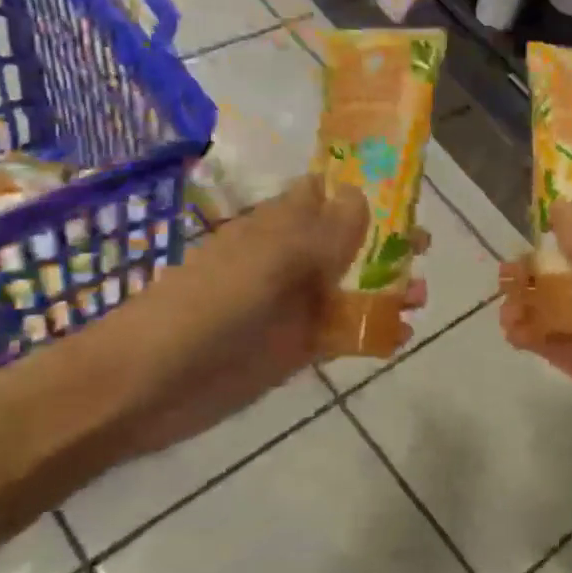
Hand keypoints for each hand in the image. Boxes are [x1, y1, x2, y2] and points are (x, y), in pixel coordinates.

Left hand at [118, 176, 425, 457]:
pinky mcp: (297, 348)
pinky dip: (375, 332)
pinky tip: (401, 336)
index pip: (326, 193)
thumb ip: (322, 231)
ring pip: (353, 288)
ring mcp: (295, 305)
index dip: (364, 188)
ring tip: (421, 297)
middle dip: (388, 241)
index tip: (407, 193)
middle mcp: (290, 260)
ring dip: (389, 288)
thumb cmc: (207, 307)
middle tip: (423, 248)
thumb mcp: (269, 260)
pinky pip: (345, 333)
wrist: (147, 384)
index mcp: (278, 227)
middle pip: (349, 241)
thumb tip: (362, 195)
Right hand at [499, 201, 571, 510]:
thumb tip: (560, 205)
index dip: (571, 222)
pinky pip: (559, 345)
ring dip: (533, 304)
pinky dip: (535, 337)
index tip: (531, 214)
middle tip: (505, 272)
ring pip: (562, 309)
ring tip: (504, 308)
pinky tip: (512, 334)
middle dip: (541, 268)